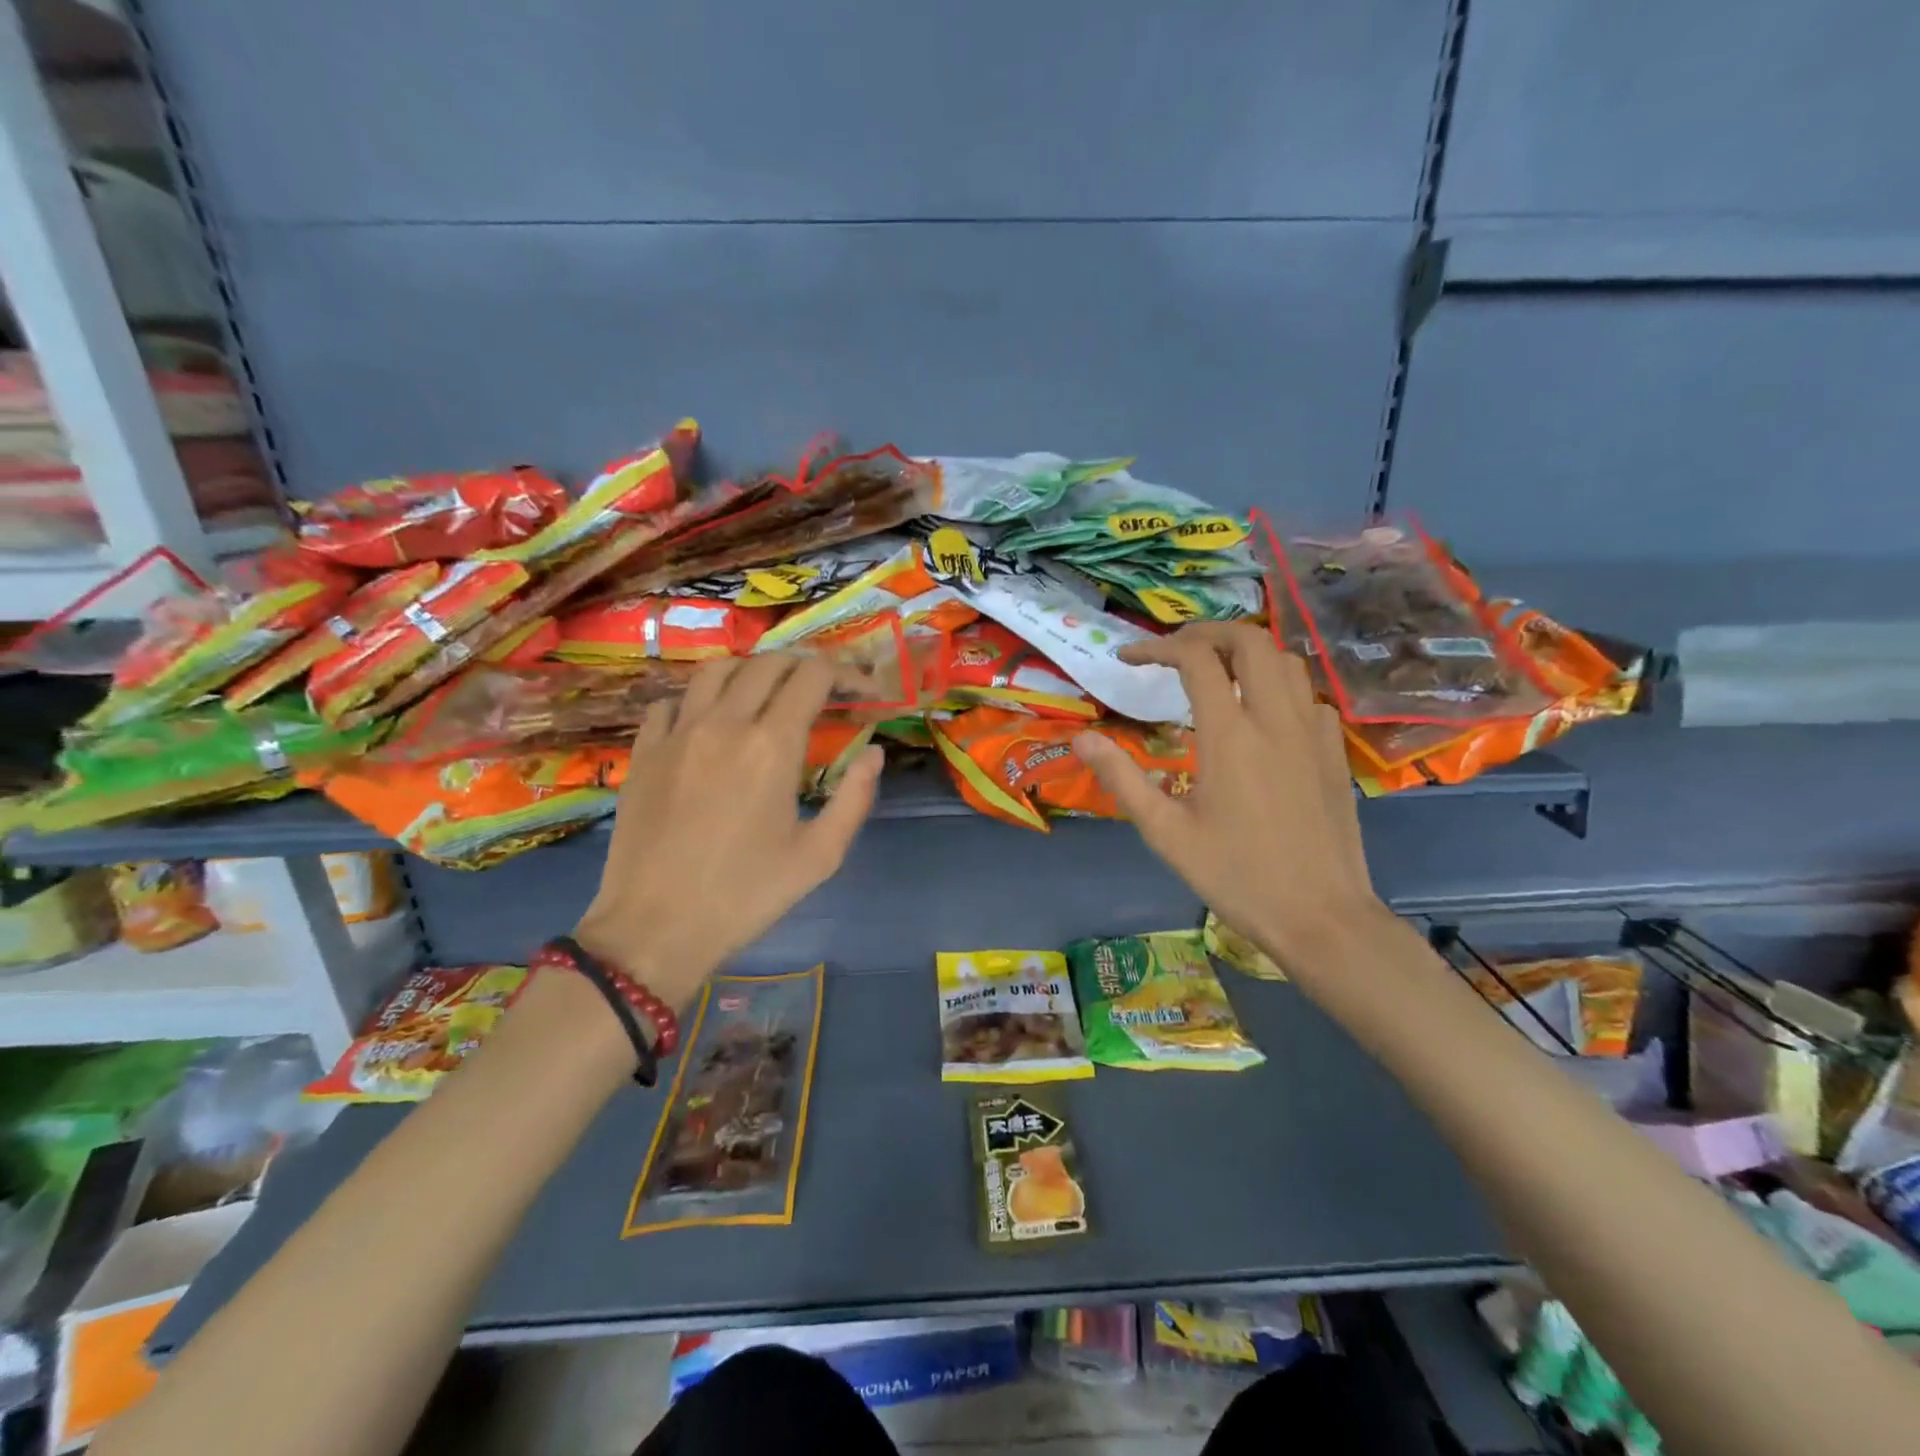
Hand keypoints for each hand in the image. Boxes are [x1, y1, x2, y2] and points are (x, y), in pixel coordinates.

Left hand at [575, 654, 883, 1010]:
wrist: (655, 928)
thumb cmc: (746, 895)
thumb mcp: (819, 856)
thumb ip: (854, 798)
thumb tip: (873, 753)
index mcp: (771, 745)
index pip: (812, 676)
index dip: (845, 673)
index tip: (861, 691)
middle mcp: (723, 723)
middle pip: (768, 663)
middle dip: (803, 667)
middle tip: (821, 692)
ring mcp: (676, 733)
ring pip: (716, 669)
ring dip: (750, 671)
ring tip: (766, 695)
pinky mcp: (644, 751)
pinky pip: (671, 701)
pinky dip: (698, 699)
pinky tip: (708, 724)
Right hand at [1071, 623, 1391, 979]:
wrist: (1321, 916)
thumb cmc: (1236, 876)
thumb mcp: (1166, 833)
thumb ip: (1122, 778)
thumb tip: (1081, 738)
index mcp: (1230, 735)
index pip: (1196, 659)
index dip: (1157, 647)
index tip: (1129, 658)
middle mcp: (1276, 718)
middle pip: (1249, 640)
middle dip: (1207, 632)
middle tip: (1175, 650)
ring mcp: (1313, 732)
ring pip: (1286, 660)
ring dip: (1247, 652)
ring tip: (1216, 671)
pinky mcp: (1335, 751)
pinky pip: (1308, 695)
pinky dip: (1278, 686)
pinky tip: (1262, 715)